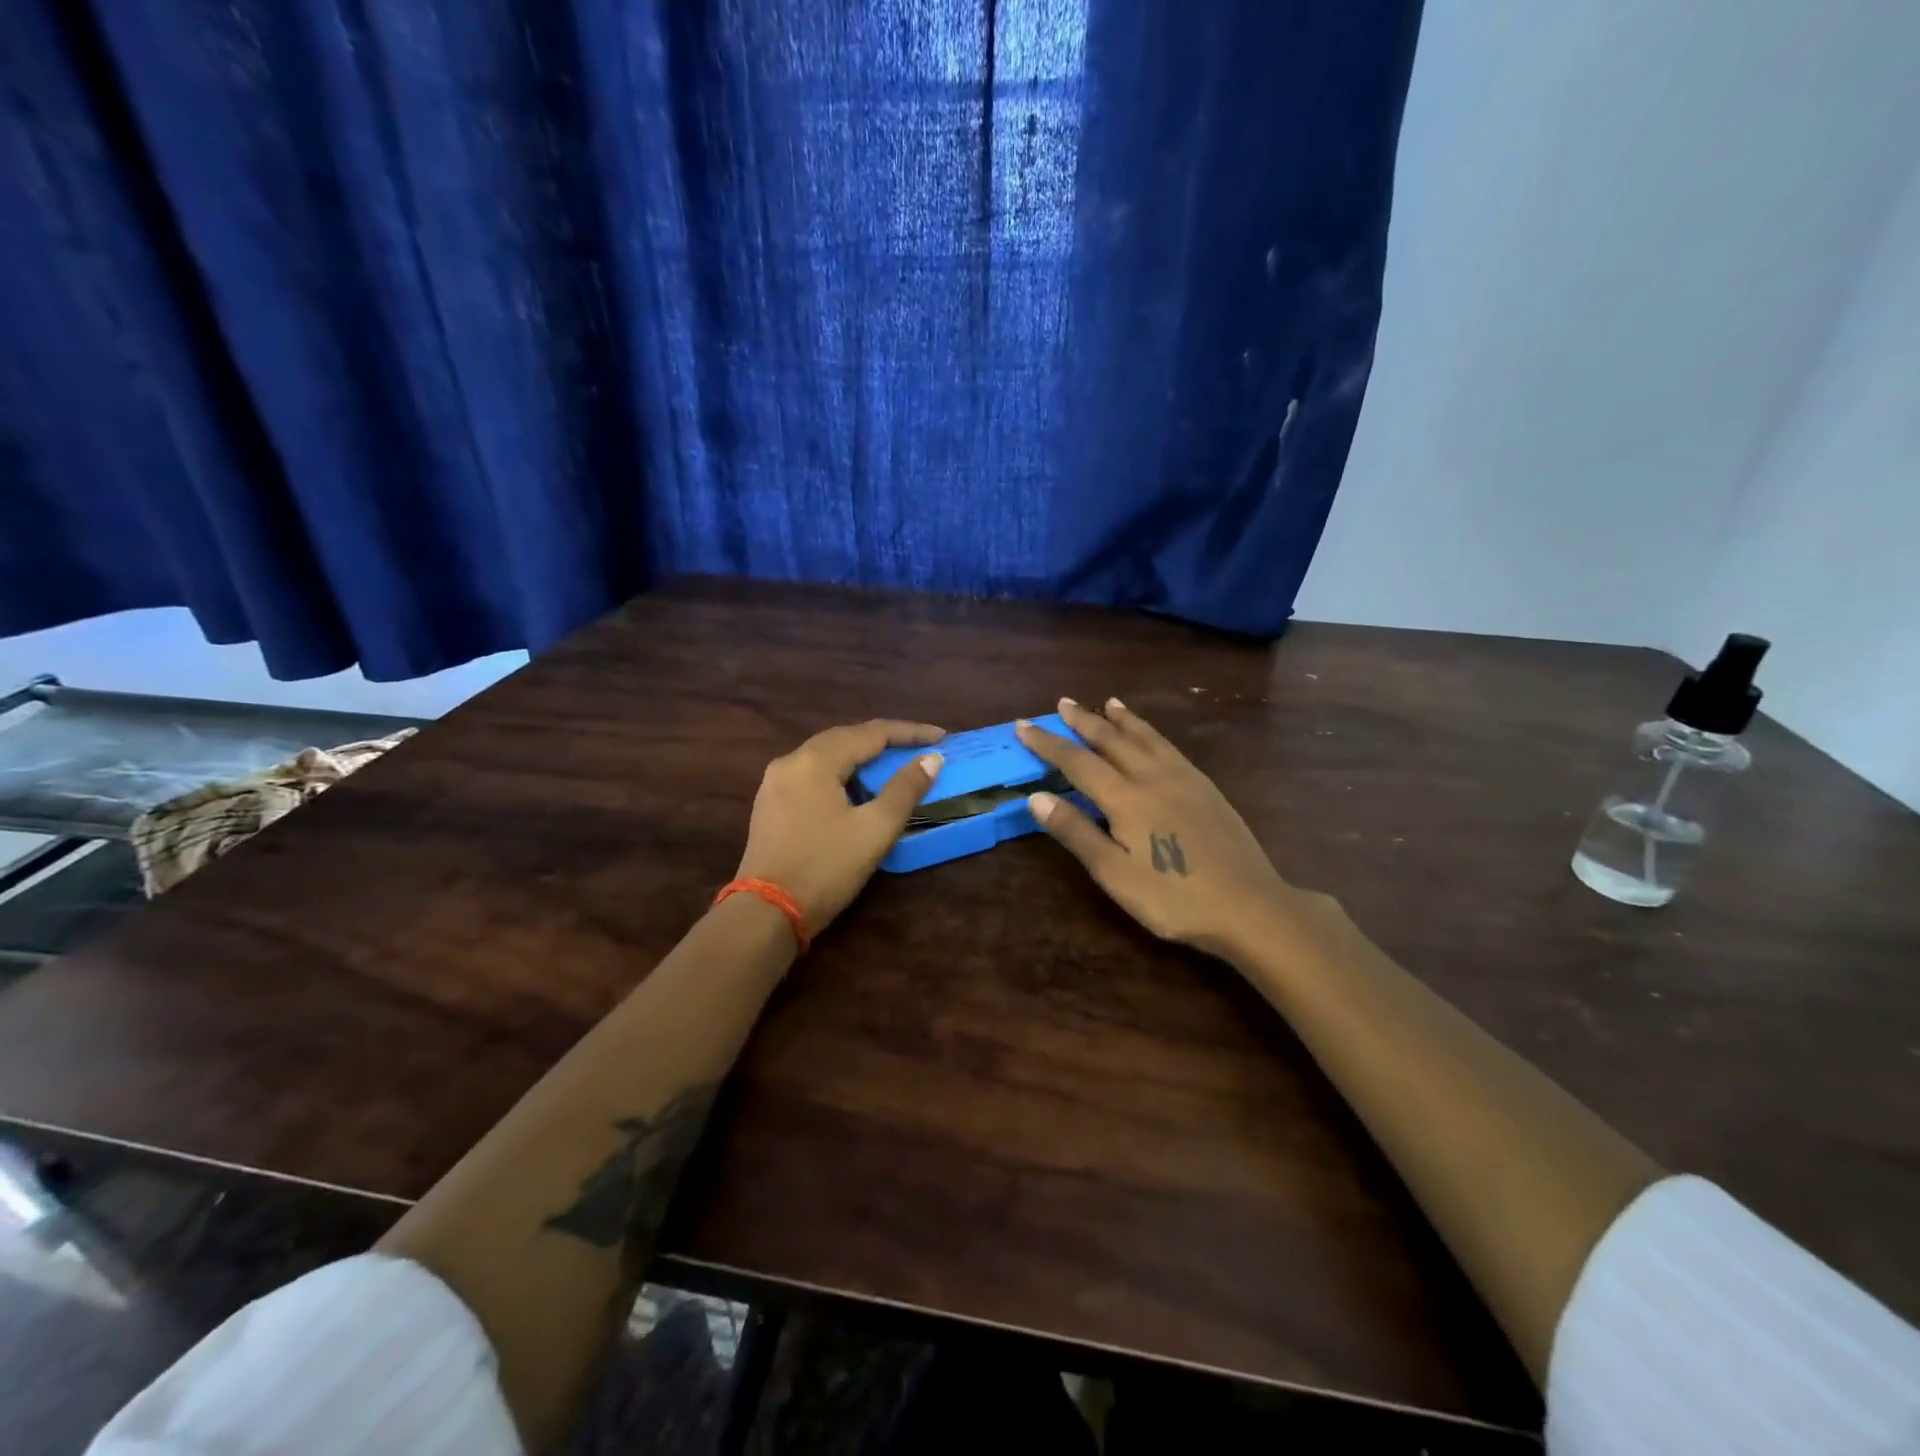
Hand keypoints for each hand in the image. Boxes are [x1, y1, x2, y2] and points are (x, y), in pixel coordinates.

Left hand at [736, 719, 945, 933]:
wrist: (766, 913)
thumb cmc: (825, 868)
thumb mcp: (875, 829)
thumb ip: (905, 789)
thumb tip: (931, 759)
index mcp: (814, 761)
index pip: (870, 733)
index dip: (909, 733)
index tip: (941, 738)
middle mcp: (790, 761)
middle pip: (845, 737)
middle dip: (885, 740)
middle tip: (919, 748)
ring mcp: (775, 783)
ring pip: (826, 756)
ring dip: (862, 756)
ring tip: (893, 764)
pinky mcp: (771, 805)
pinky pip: (812, 775)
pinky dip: (841, 773)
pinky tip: (857, 788)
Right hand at [1018, 698, 1306, 959]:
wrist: (1250, 906)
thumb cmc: (1174, 898)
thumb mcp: (1114, 874)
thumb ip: (1076, 832)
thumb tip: (1036, 797)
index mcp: (1126, 798)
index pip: (1077, 762)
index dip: (1048, 743)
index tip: (1023, 725)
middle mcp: (1153, 777)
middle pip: (1112, 739)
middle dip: (1084, 720)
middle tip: (1062, 702)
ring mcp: (1185, 779)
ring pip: (1146, 737)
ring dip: (1122, 719)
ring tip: (1108, 702)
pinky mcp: (1207, 788)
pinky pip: (1170, 747)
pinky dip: (1151, 733)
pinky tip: (1152, 738)